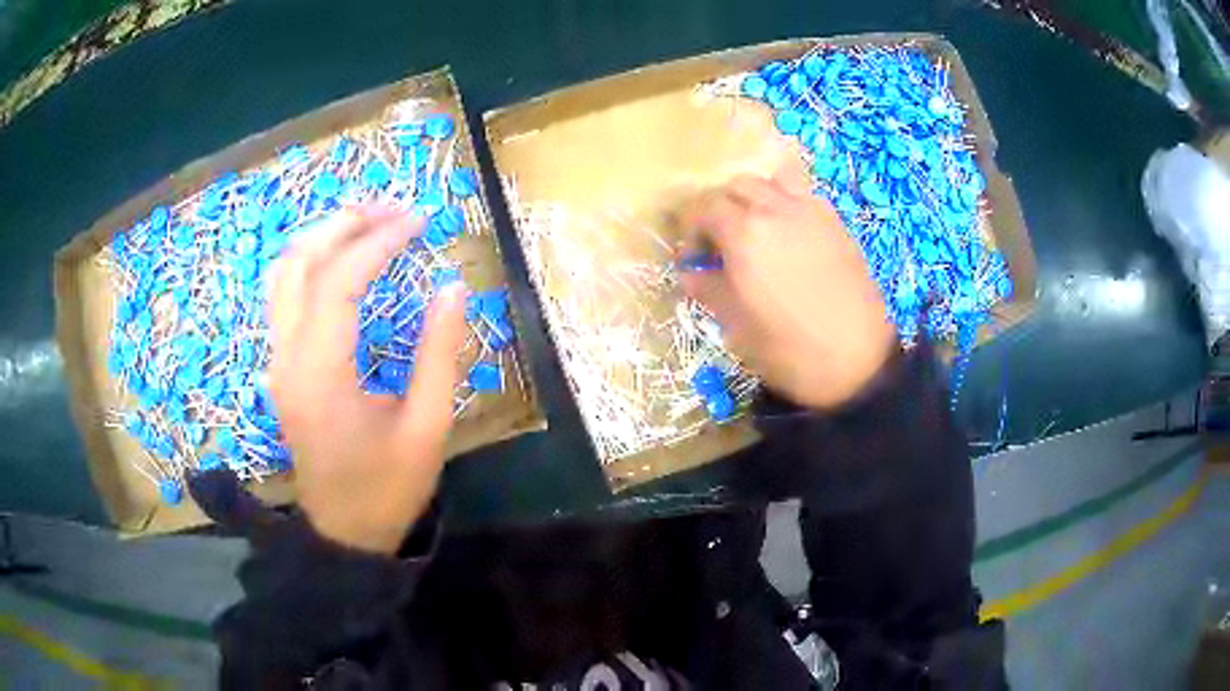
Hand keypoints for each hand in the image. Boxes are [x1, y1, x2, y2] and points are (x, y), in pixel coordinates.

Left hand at [268, 207, 466, 553]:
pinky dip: (310, 264)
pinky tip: (338, 259)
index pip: (340, 281)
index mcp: (321, 374)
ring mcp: (276, 361)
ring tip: (366, 222)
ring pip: (283, 275)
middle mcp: (287, 357)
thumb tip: (451, 287)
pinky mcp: (279, 367)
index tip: (418, 221)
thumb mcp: (427, 428)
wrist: (343, 532)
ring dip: (322, 238)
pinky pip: (283, 297)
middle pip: (299, 263)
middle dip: (344, 224)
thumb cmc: (387, 488)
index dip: (379, 242)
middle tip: (391, 208)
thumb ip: (439, 354)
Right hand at [679, 174, 895, 408]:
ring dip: (753, 198)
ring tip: (753, 231)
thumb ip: (709, 289)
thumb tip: (690, 273)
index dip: (691, 229)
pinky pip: (801, 195)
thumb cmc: (789, 350)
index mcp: (745, 234)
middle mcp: (776, 209)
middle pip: (735, 186)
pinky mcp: (835, 222)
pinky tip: (786, 236)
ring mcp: (810, 211)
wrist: (857, 362)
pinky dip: (784, 202)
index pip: (704, 207)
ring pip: (770, 182)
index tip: (693, 258)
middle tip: (718, 243)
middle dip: (719, 208)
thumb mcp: (737, 326)